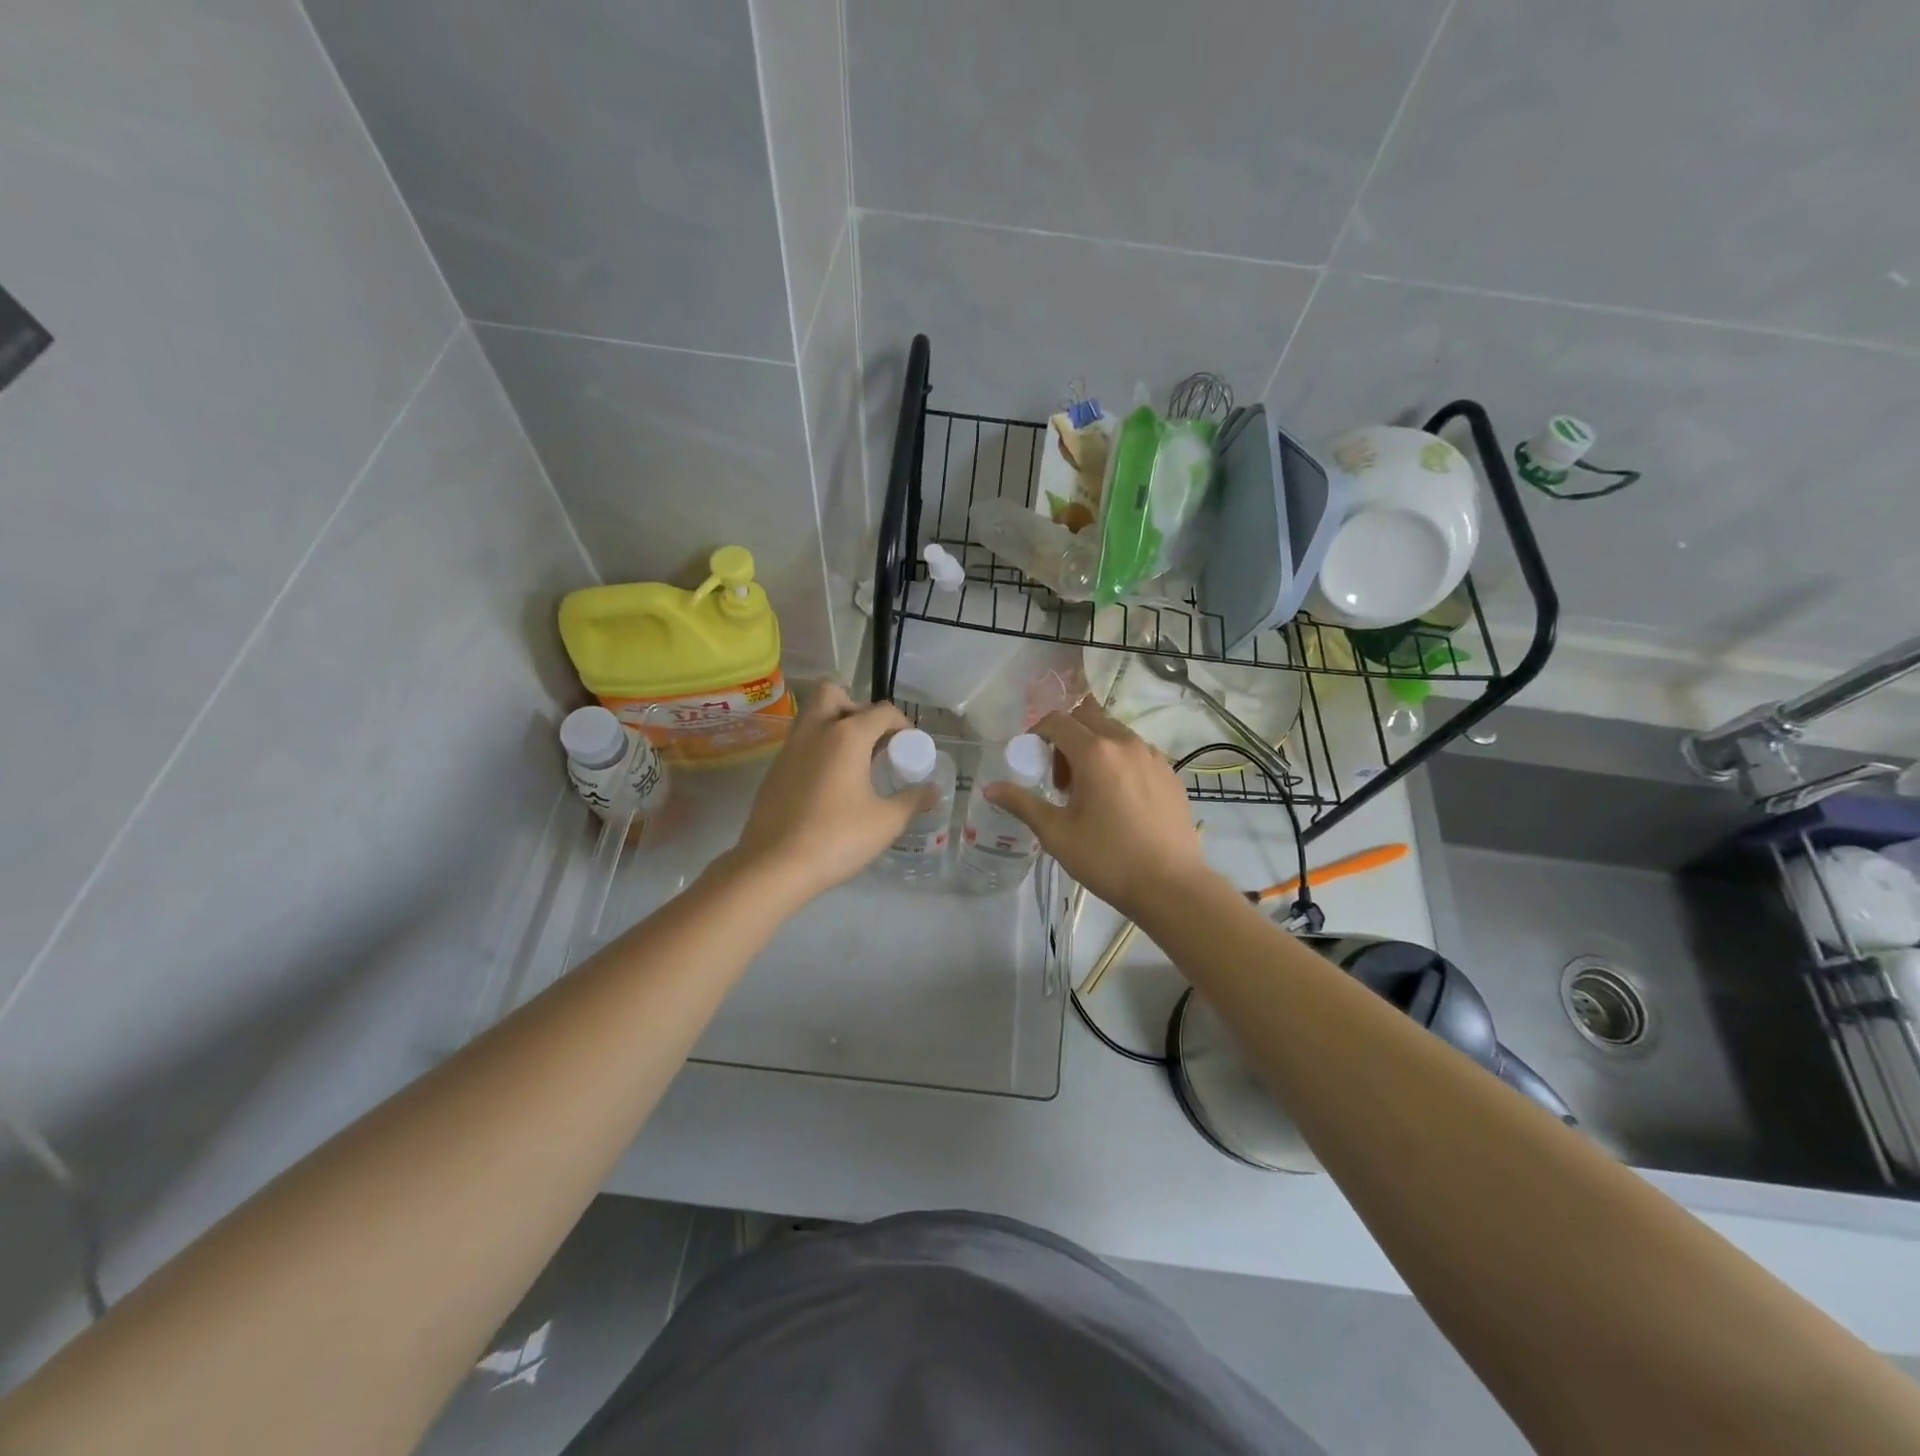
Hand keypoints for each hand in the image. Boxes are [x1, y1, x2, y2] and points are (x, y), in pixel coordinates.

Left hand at [721, 683, 921, 905]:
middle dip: (857, 708)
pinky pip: (800, 743)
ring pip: (812, 716)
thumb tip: (932, 790)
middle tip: (873, 741)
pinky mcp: (774, 770)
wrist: (773, 866)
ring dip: (834, 726)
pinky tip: (830, 785)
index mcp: (847, 735)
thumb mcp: (886, 822)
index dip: (903, 725)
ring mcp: (790, 748)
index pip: (882, 711)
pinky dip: (818, 749)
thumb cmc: (837, 838)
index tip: (910, 749)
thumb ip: (912, 800)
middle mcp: (815, 730)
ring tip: (854, 762)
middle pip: (834, 694)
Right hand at [983, 700, 1211, 915]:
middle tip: (1060, 777)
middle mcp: (1125, 742)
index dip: (1037, 733)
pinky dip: (1118, 761)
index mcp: (1095, 752)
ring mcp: (1153, 756)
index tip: (1031, 759)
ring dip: (1093, 748)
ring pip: (1114, 733)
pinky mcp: (1170, 773)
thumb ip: (1022, 804)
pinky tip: (1118, 800)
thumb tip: (990, 789)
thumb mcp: (1056, 833)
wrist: (1171, 886)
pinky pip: (1136, 752)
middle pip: (1087, 718)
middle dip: (1066, 737)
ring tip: (1088, 791)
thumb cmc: (1107, 859)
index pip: (1057, 721)